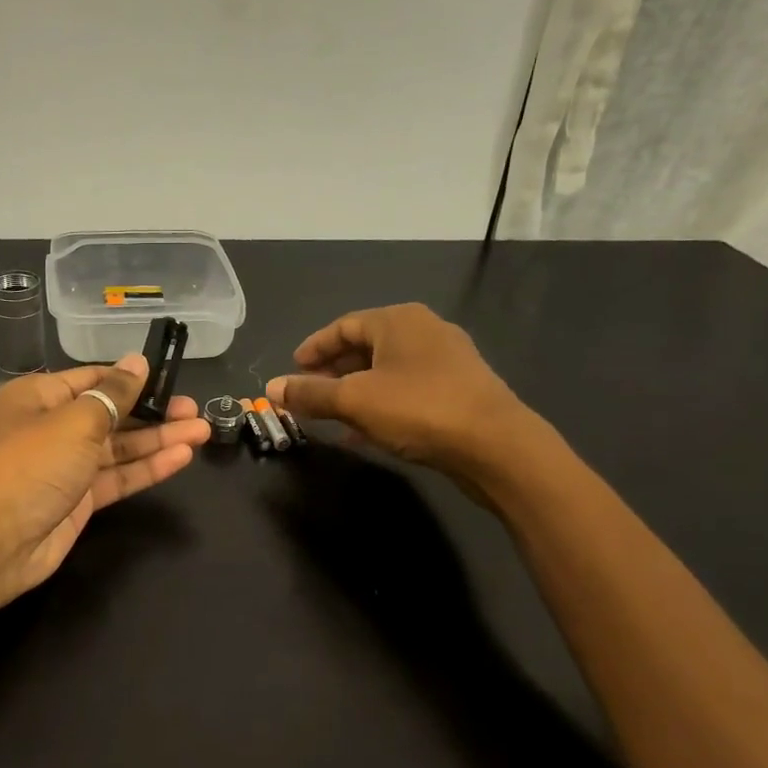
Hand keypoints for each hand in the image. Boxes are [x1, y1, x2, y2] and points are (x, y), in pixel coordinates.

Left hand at [0, 355, 209, 607]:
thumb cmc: (30, 466)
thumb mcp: (75, 421)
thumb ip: (114, 394)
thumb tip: (137, 362)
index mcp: (40, 397)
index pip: (94, 380)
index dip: (132, 379)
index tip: (171, 378)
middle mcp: (52, 427)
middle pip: (111, 414)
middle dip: (153, 412)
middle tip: (195, 410)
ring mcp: (66, 466)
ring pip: (119, 448)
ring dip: (158, 440)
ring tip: (201, 431)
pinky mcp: (78, 500)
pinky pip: (117, 477)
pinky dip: (147, 468)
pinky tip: (181, 458)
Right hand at [266, 303, 542, 491]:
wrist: (496, 446)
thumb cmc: (419, 409)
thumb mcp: (354, 401)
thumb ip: (310, 394)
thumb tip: (270, 388)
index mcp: (398, 321)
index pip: (344, 326)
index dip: (314, 348)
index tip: (292, 369)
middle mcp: (424, 331)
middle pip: (366, 347)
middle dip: (333, 372)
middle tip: (308, 394)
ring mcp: (447, 361)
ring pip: (386, 372)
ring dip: (355, 392)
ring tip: (331, 416)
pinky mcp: (459, 390)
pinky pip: (406, 390)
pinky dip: (380, 405)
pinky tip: (366, 432)